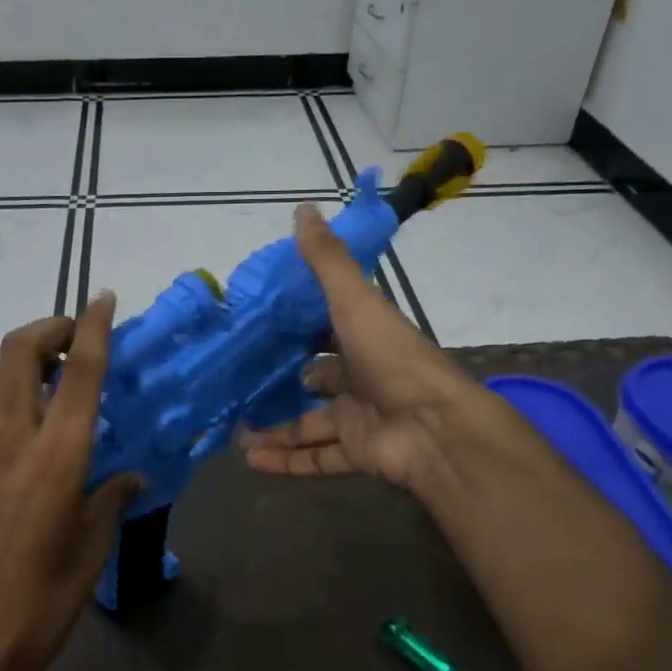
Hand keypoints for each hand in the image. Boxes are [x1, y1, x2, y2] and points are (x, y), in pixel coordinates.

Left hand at [0, 296, 142, 670]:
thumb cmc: (40, 604)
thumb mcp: (90, 551)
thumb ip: (110, 499)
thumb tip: (129, 476)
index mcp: (55, 457)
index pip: (80, 372)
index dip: (93, 327)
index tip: (104, 298)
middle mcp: (8, 440)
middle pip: (18, 353)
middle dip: (47, 330)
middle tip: (71, 341)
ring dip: (21, 366)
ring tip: (48, 387)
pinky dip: (1, 410)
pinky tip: (14, 448)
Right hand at [238, 204, 520, 497]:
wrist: (436, 428)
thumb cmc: (393, 359)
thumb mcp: (356, 302)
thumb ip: (327, 262)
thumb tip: (303, 209)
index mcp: (366, 339)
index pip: (329, 331)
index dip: (300, 329)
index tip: (262, 330)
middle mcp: (363, 378)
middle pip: (318, 381)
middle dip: (284, 384)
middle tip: (241, 386)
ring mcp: (361, 419)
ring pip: (310, 425)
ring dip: (276, 429)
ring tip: (235, 433)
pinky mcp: (358, 454)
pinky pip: (316, 459)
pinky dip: (286, 461)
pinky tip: (251, 461)